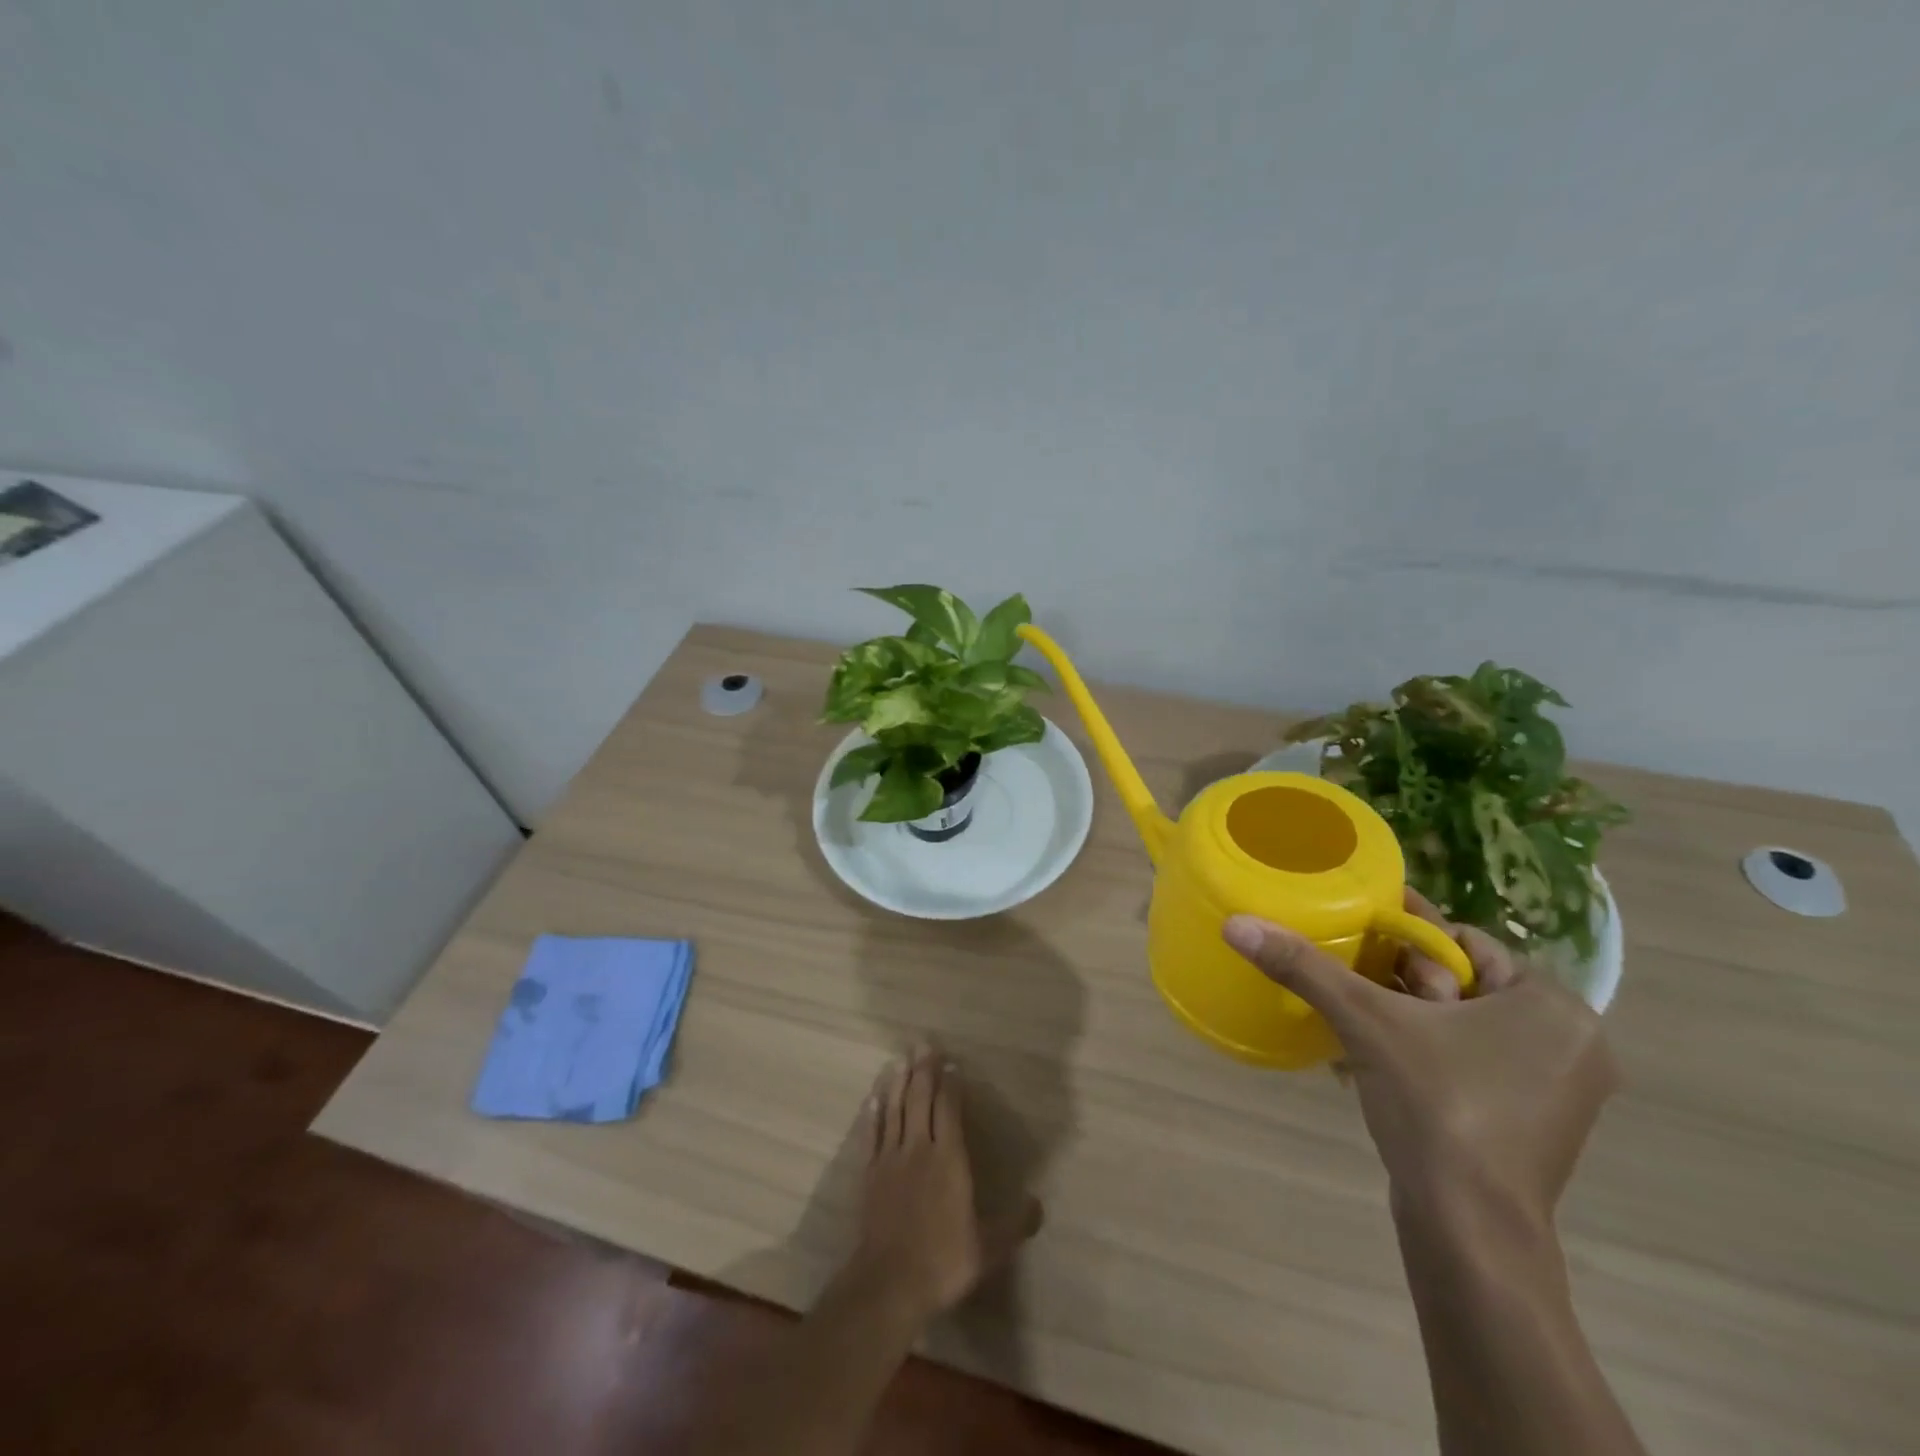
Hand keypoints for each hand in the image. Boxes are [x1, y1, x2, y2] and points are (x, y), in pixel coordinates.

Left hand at [846, 1046, 1042, 1323]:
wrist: (889, 1284)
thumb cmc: (943, 1262)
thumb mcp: (988, 1248)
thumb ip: (1014, 1225)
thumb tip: (1039, 1204)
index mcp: (949, 1160)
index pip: (949, 1109)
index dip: (950, 1084)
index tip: (952, 1062)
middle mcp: (919, 1149)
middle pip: (920, 1100)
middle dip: (923, 1070)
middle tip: (923, 1044)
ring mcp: (891, 1159)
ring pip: (895, 1110)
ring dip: (898, 1083)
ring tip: (900, 1059)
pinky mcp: (870, 1174)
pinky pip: (872, 1135)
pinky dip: (873, 1114)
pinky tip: (873, 1098)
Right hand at [1223, 892, 1618, 1236]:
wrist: (1470, 1230)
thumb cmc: (1436, 1106)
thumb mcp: (1365, 1022)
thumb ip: (1304, 967)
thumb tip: (1237, 923)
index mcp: (1553, 1006)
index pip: (1464, 942)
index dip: (1405, 935)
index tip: (1356, 931)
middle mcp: (1569, 1042)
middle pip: (1461, 983)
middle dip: (1400, 981)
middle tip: (1349, 983)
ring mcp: (1555, 1091)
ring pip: (1462, 1025)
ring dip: (1404, 1018)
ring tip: (1350, 1018)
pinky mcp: (1531, 1127)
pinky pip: (1468, 1064)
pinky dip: (1423, 1054)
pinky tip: (1371, 1062)